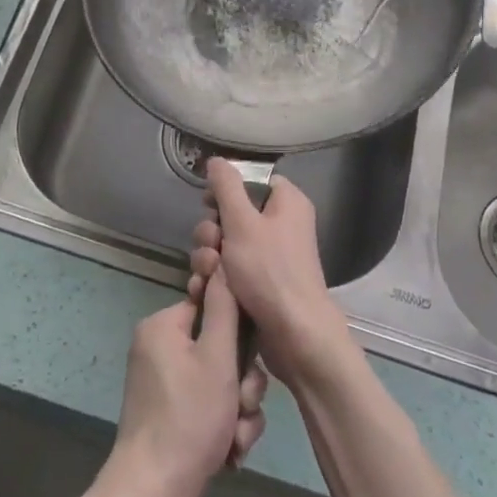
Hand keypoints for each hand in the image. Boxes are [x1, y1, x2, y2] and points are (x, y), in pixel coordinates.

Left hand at [106, 274, 267, 496]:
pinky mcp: (169, 412)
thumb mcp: (217, 358)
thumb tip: (222, 262)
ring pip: (220, 382)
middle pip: (220, 349)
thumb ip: (225, 309)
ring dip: (238, 410)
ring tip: (235, 437)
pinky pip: (208, 405)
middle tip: (241, 407)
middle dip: (241, 384)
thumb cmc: (188, 419)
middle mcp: (160, 348)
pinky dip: (223, 426)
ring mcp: (163, 382)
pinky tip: (229, 452)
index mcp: (164, 325)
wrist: (154, 493)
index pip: (213, 307)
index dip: (239, 335)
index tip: (247, 363)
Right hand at [188, 161, 355, 390]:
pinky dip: (215, 279)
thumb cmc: (270, 271)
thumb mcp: (242, 222)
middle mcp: (281, 226)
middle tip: (211, 247)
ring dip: (208, 258)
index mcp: (286, 202)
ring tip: (206, 275)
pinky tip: (202, 291)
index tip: (208, 204)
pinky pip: (230, 271)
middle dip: (211, 232)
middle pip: (232, 215)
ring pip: (225, 245)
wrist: (294, 336)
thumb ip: (226, 187)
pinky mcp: (260, 285)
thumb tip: (217, 160)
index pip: (251, 182)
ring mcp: (270, 258)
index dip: (226, 191)